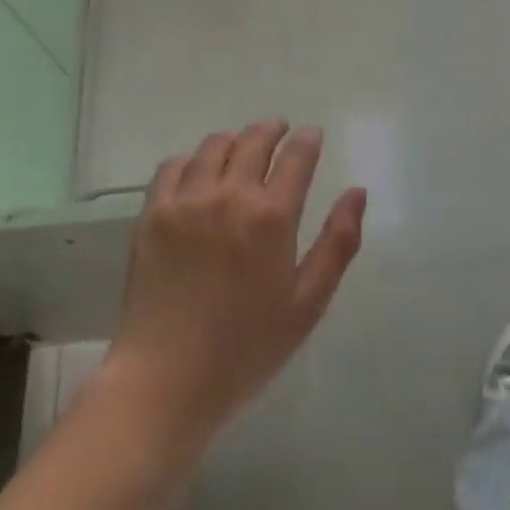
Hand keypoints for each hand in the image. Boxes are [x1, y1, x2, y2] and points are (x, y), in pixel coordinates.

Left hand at [101, 121, 365, 454]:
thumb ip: (338, 243)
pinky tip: (198, 171)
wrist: (165, 380)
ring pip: (214, 146)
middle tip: (280, 131)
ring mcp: (186, 201)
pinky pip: (173, 166)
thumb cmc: (246, 348)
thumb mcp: (307, 304)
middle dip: (272, 129)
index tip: (312, 135)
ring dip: (235, 140)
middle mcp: (230, 195)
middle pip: (254, 140)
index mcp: (272, 216)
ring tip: (241, 148)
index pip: (296, 156)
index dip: (308, 139)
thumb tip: (357, 192)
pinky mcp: (152, 213)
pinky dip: (191, 159)